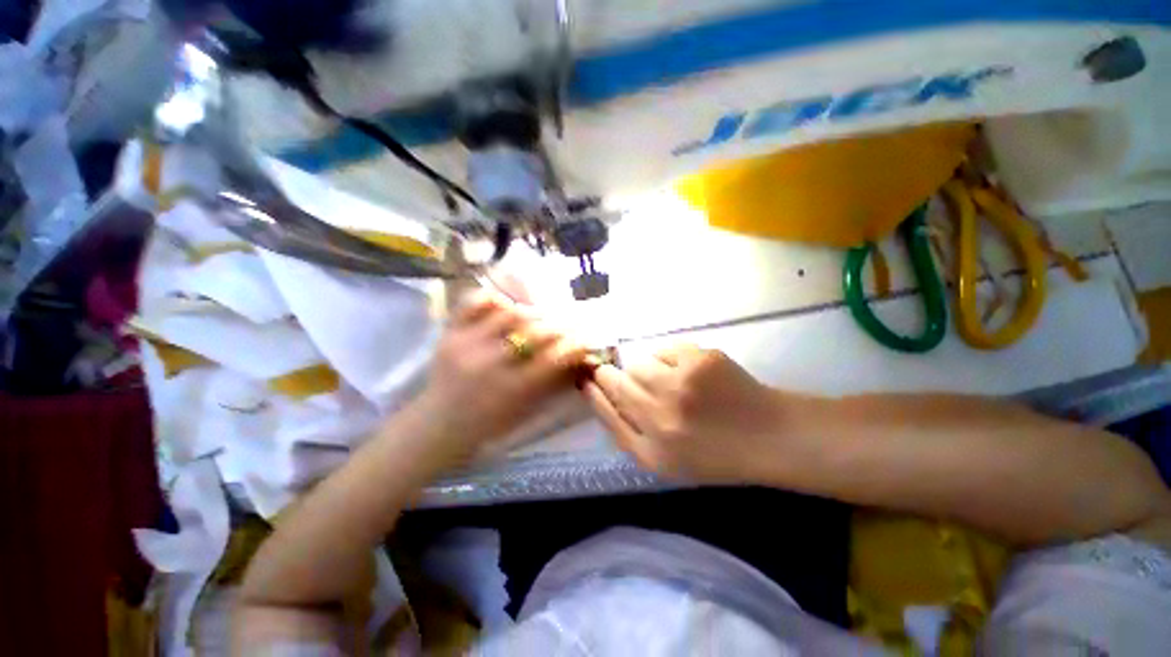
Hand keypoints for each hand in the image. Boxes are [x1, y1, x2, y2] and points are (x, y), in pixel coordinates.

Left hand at [415, 290, 588, 453]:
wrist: (439, 424)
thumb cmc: (490, 423)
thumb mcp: (526, 408)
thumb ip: (553, 380)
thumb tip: (581, 356)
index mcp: (512, 388)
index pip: (554, 357)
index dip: (575, 345)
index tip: (584, 341)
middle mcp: (490, 363)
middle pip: (536, 332)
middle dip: (559, 327)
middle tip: (565, 327)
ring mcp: (467, 343)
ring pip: (510, 313)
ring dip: (532, 313)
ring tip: (537, 319)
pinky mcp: (450, 332)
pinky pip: (474, 302)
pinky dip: (494, 299)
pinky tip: (505, 307)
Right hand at [583, 345, 788, 482]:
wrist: (768, 435)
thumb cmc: (714, 454)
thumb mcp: (665, 461)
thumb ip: (628, 432)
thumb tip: (599, 395)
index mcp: (652, 450)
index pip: (606, 412)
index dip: (594, 392)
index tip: (586, 378)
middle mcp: (661, 415)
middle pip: (616, 381)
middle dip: (610, 373)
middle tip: (618, 371)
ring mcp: (681, 383)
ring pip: (639, 363)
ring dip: (645, 370)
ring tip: (669, 382)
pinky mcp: (700, 359)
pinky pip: (665, 350)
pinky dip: (671, 359)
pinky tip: (691, 375)